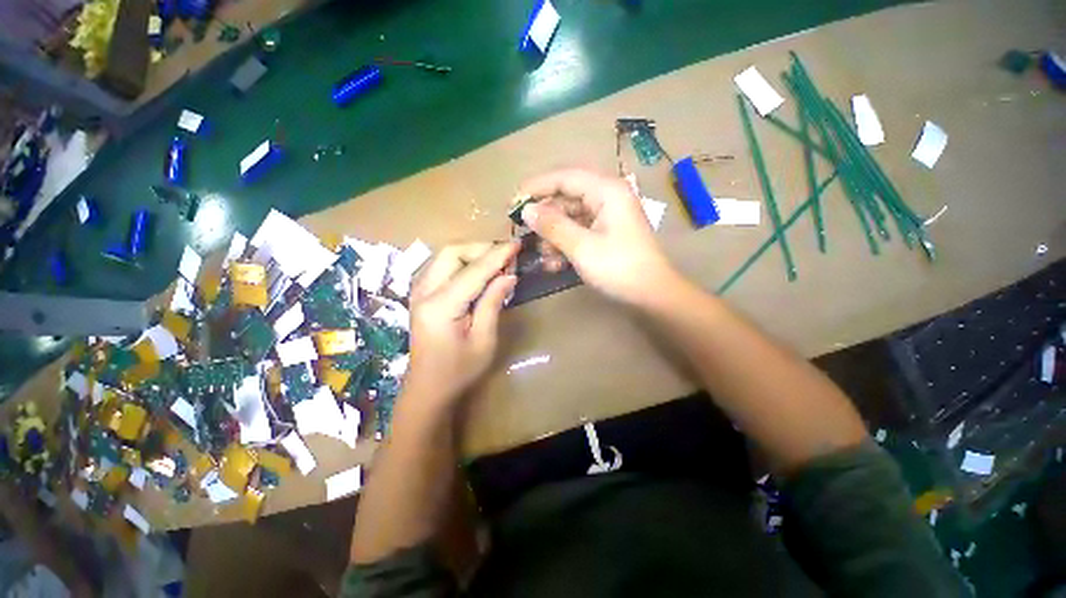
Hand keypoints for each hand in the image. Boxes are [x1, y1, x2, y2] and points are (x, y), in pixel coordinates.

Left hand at [404, 242, 519, 405]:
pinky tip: (480, 272)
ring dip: (473, 253)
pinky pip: (443, 266)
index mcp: (440, 307)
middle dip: (481, 248)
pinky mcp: (421, 294)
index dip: (497, 255)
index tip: (517, 244)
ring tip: (497, 263)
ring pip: (446, 255)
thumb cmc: (459, 370)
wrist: (428, 388)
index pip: (473, 271)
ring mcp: (419, 291)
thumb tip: (508, 275)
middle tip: (506, 257)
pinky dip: (463, 262)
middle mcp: (424, 292)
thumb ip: (493, 303)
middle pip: (452, 252)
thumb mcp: (484, 340)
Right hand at [517, 168, 679, 305]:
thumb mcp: (581, 246)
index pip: (565, 177)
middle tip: (525, 233)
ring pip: (570, 219)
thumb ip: (552, 226)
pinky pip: (579, 233)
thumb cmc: (619, 268)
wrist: (652, 296)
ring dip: (554, 237)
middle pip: (566, 199)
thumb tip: (526, 210)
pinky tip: (556, 264)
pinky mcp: (605, 235)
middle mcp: (607, 198)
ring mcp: (607, 218)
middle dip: (546, 219)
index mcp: (607, 191)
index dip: (537, 187)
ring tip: (544, 256)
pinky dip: (565, 245)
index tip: (514, 201)